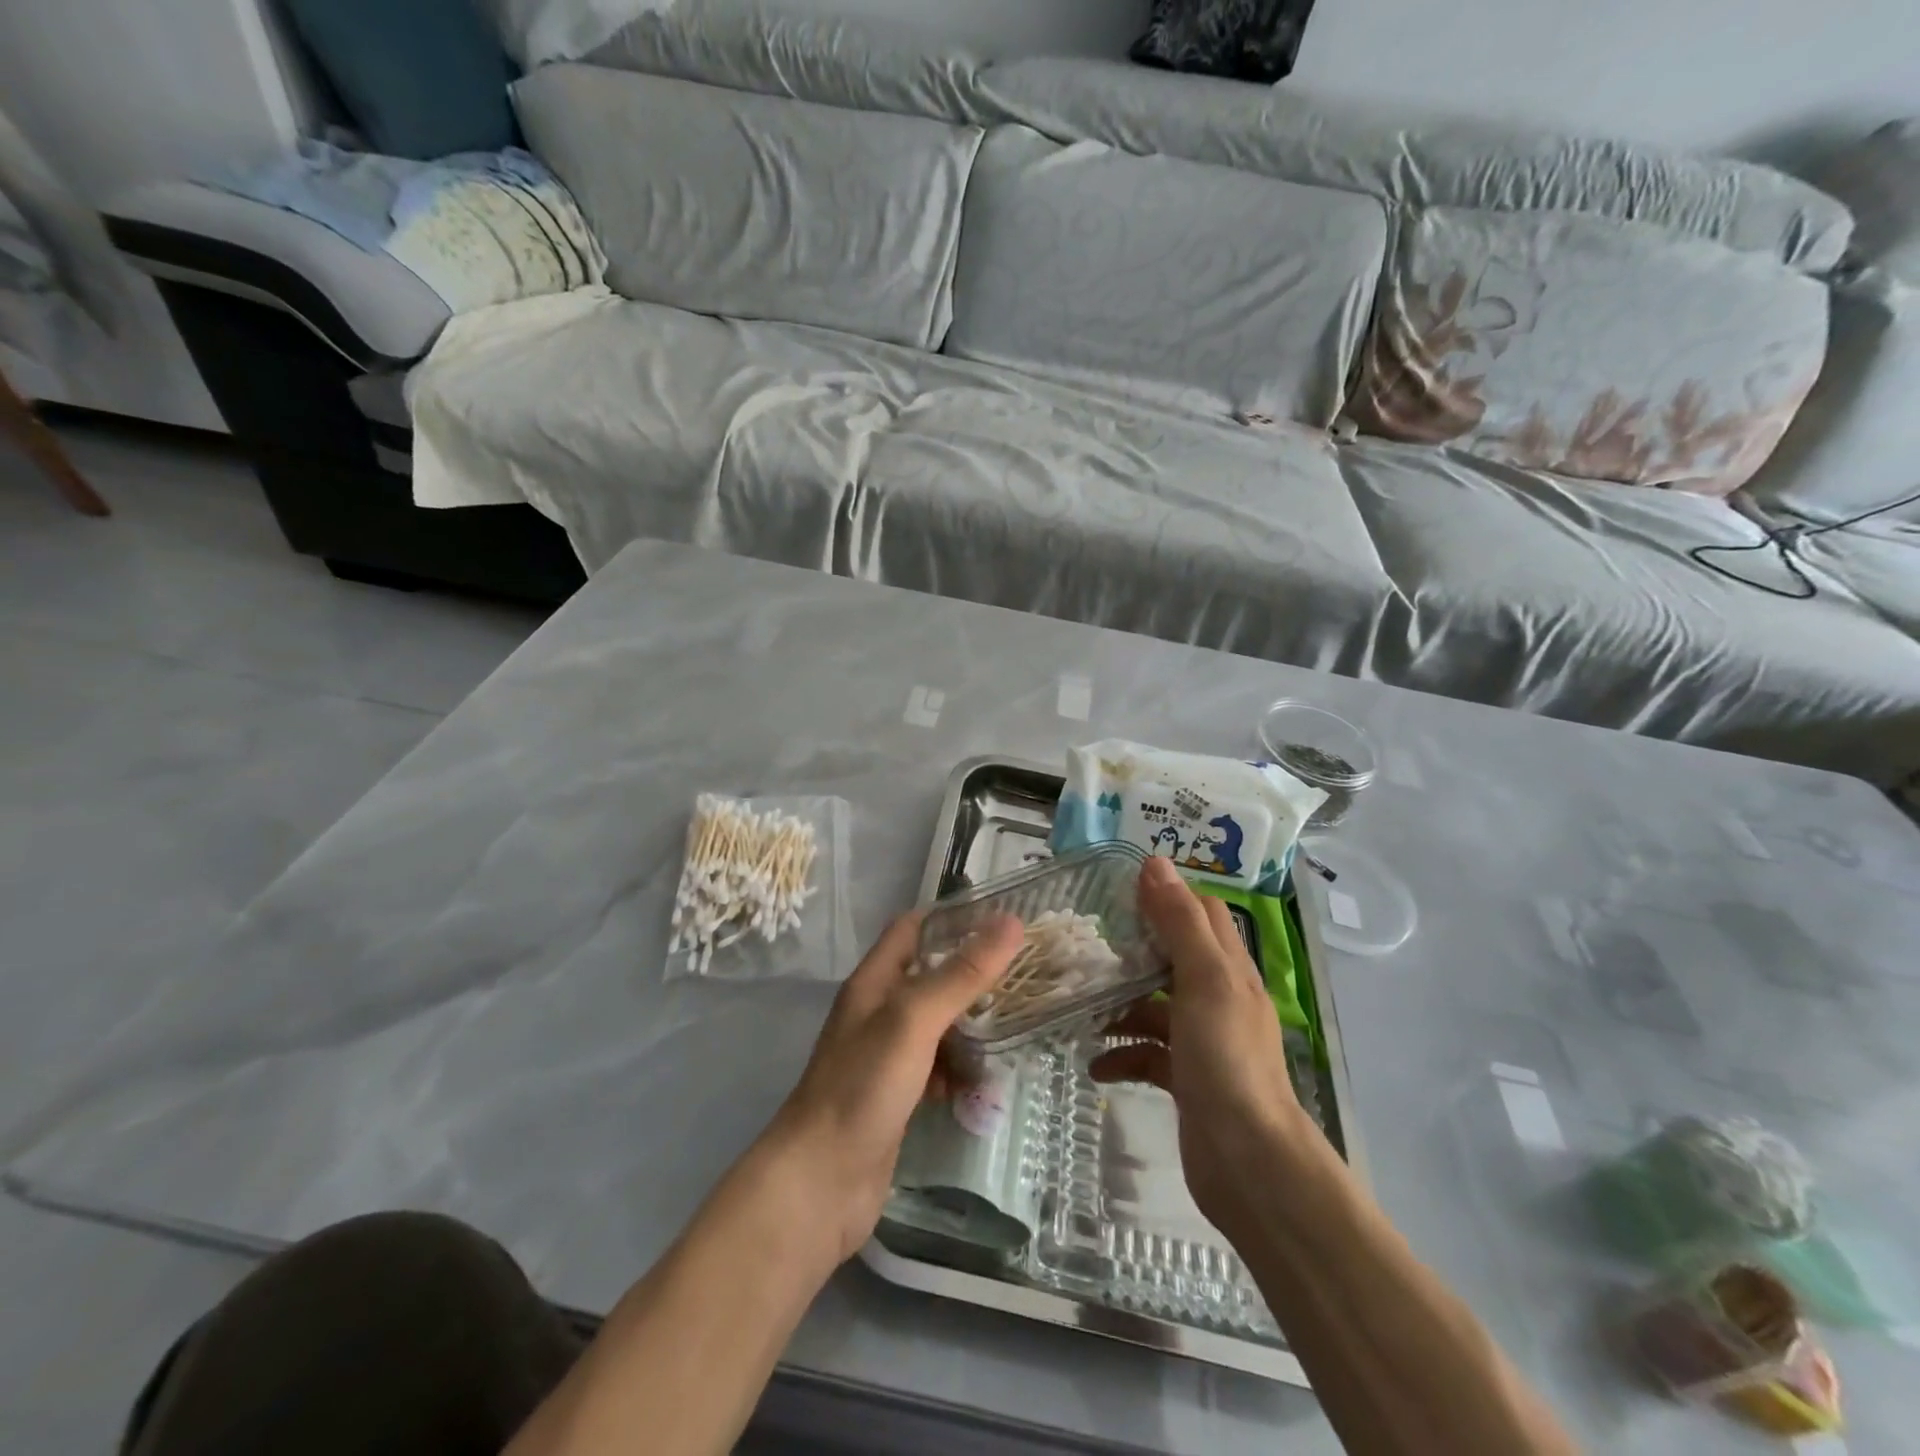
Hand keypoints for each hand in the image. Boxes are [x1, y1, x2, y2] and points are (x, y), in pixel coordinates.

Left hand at [765, 909, 1024, 1262]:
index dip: (952, 919)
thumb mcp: (914, 1020)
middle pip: (929, 976)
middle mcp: (878, 1011)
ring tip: (1014, 1026)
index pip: (912, 928)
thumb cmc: (863, 1087)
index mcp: (874, 982)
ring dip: (970, 1024)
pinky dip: (959, 1068)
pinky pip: (935, 1067)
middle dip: (971, 974)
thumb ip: (961, 974)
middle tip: (1023, 976)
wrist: (820, 1183)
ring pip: (937, 1024)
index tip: (1001, 921)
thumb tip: (1011, 922)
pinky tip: (982, 1081)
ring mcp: (886, 1056)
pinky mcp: (896, 1095)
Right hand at [1091, 856, 1316, 1240]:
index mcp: (1229, 969)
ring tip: (1082, 1006)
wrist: (1248, 1162)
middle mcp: (1219, 999)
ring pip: (1156, 1007)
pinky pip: (1148, 1055)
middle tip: (1089, 946)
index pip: (1203, 914)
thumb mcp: (1204, 980)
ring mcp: (1204, 1041)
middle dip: (1134, 950)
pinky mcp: (1187, 1079)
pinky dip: (1123, 1055)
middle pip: (1175, 958)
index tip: (1122, 894)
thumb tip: (1155, 862)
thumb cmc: (1226, 1059)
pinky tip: (1096, 1064)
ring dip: (1121, 1005)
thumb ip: (1180, 923)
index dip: (1167, 897)